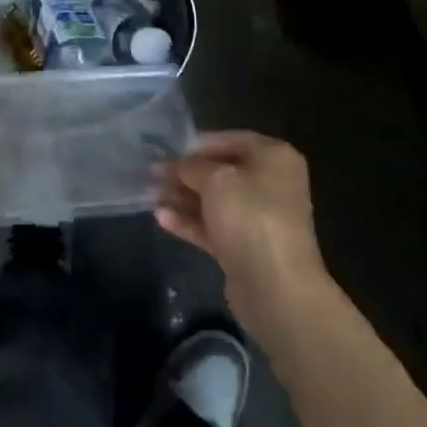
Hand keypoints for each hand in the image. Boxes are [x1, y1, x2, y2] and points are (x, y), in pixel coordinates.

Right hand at [154, 131, 330, 342]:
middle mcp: (270, 183)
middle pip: (221, 171)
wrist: (275, 286)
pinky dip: (190, 221)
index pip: (230, 139)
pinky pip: (214, 227)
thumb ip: (190, 167)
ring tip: (150, 195)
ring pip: (215, 201)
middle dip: (186, 173)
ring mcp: (259, 218)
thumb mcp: (214, 179)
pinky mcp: (246, 247)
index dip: (196, 144)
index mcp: (274, 157)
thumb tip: (172, 165)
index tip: (166, 150)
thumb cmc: (249, 215)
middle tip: (152, 174)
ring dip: (183, 197)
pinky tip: (161, 218)